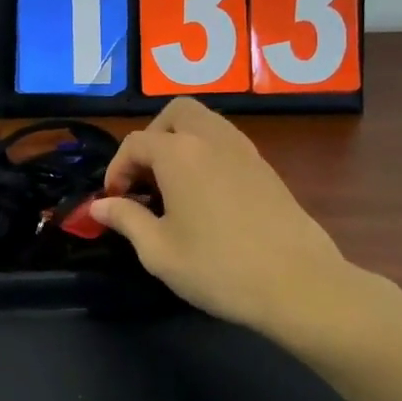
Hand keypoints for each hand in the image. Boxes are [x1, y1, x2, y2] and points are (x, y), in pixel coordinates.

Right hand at [88, 99, 401, 358]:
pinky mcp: (267, 169)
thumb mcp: (158, 251)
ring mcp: (244, 151)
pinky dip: (207, 155)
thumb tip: (99, 206)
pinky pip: (226, 144)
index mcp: (179, 153)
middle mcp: (211, 139)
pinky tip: (205, 197)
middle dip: (153, 136)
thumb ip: (125, 220)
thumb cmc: (219, 268)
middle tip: (146, 176)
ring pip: (205, 123)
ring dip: (181, 142)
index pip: (135, 143)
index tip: (115, 202)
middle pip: (176, 113)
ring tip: (173, 185)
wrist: (302, 287)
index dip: (117, 170)